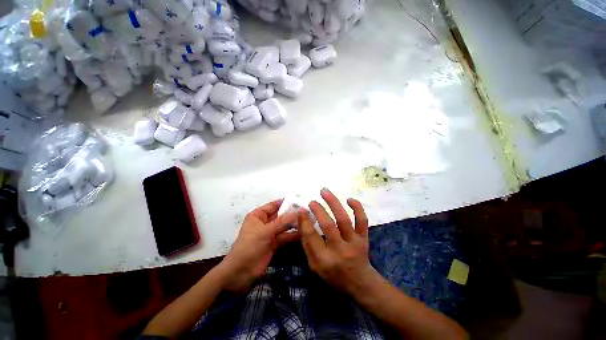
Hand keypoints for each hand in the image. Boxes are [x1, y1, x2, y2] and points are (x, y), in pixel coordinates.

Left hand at [220, 200, 300, 292]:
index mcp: (258, 215)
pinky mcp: (274, 243)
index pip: (273, 205)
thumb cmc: (250, 246)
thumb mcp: (266, 231)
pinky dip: (292, 235)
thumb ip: (283, 222)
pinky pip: (284, 236)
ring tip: (307, 221)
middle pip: (280, 215)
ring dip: (293, 224)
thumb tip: (298, 212)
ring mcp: (269, 233)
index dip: (285, 202)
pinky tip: (302, 233)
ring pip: (283, 226)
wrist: (241, 272)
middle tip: (306, 211)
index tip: (299, 200)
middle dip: (292, 214)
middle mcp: (264, 222)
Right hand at [300, 188, 380, 297]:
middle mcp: (340, 250)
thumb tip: (301, 220)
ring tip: (324, 191)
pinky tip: (349, 199)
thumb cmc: (333, 275)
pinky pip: (362, 220)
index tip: (301, 210)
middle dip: (318, 210)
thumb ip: (307, 244)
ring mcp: (354, 243)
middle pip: (328, 225)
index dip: (305, 221)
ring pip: (343, 219)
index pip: (312, 236)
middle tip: (312, 201)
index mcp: (325, 260)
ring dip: (333, 202)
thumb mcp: (314, 265)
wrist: (360, 282)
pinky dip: (357, 208)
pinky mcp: (364, 238)